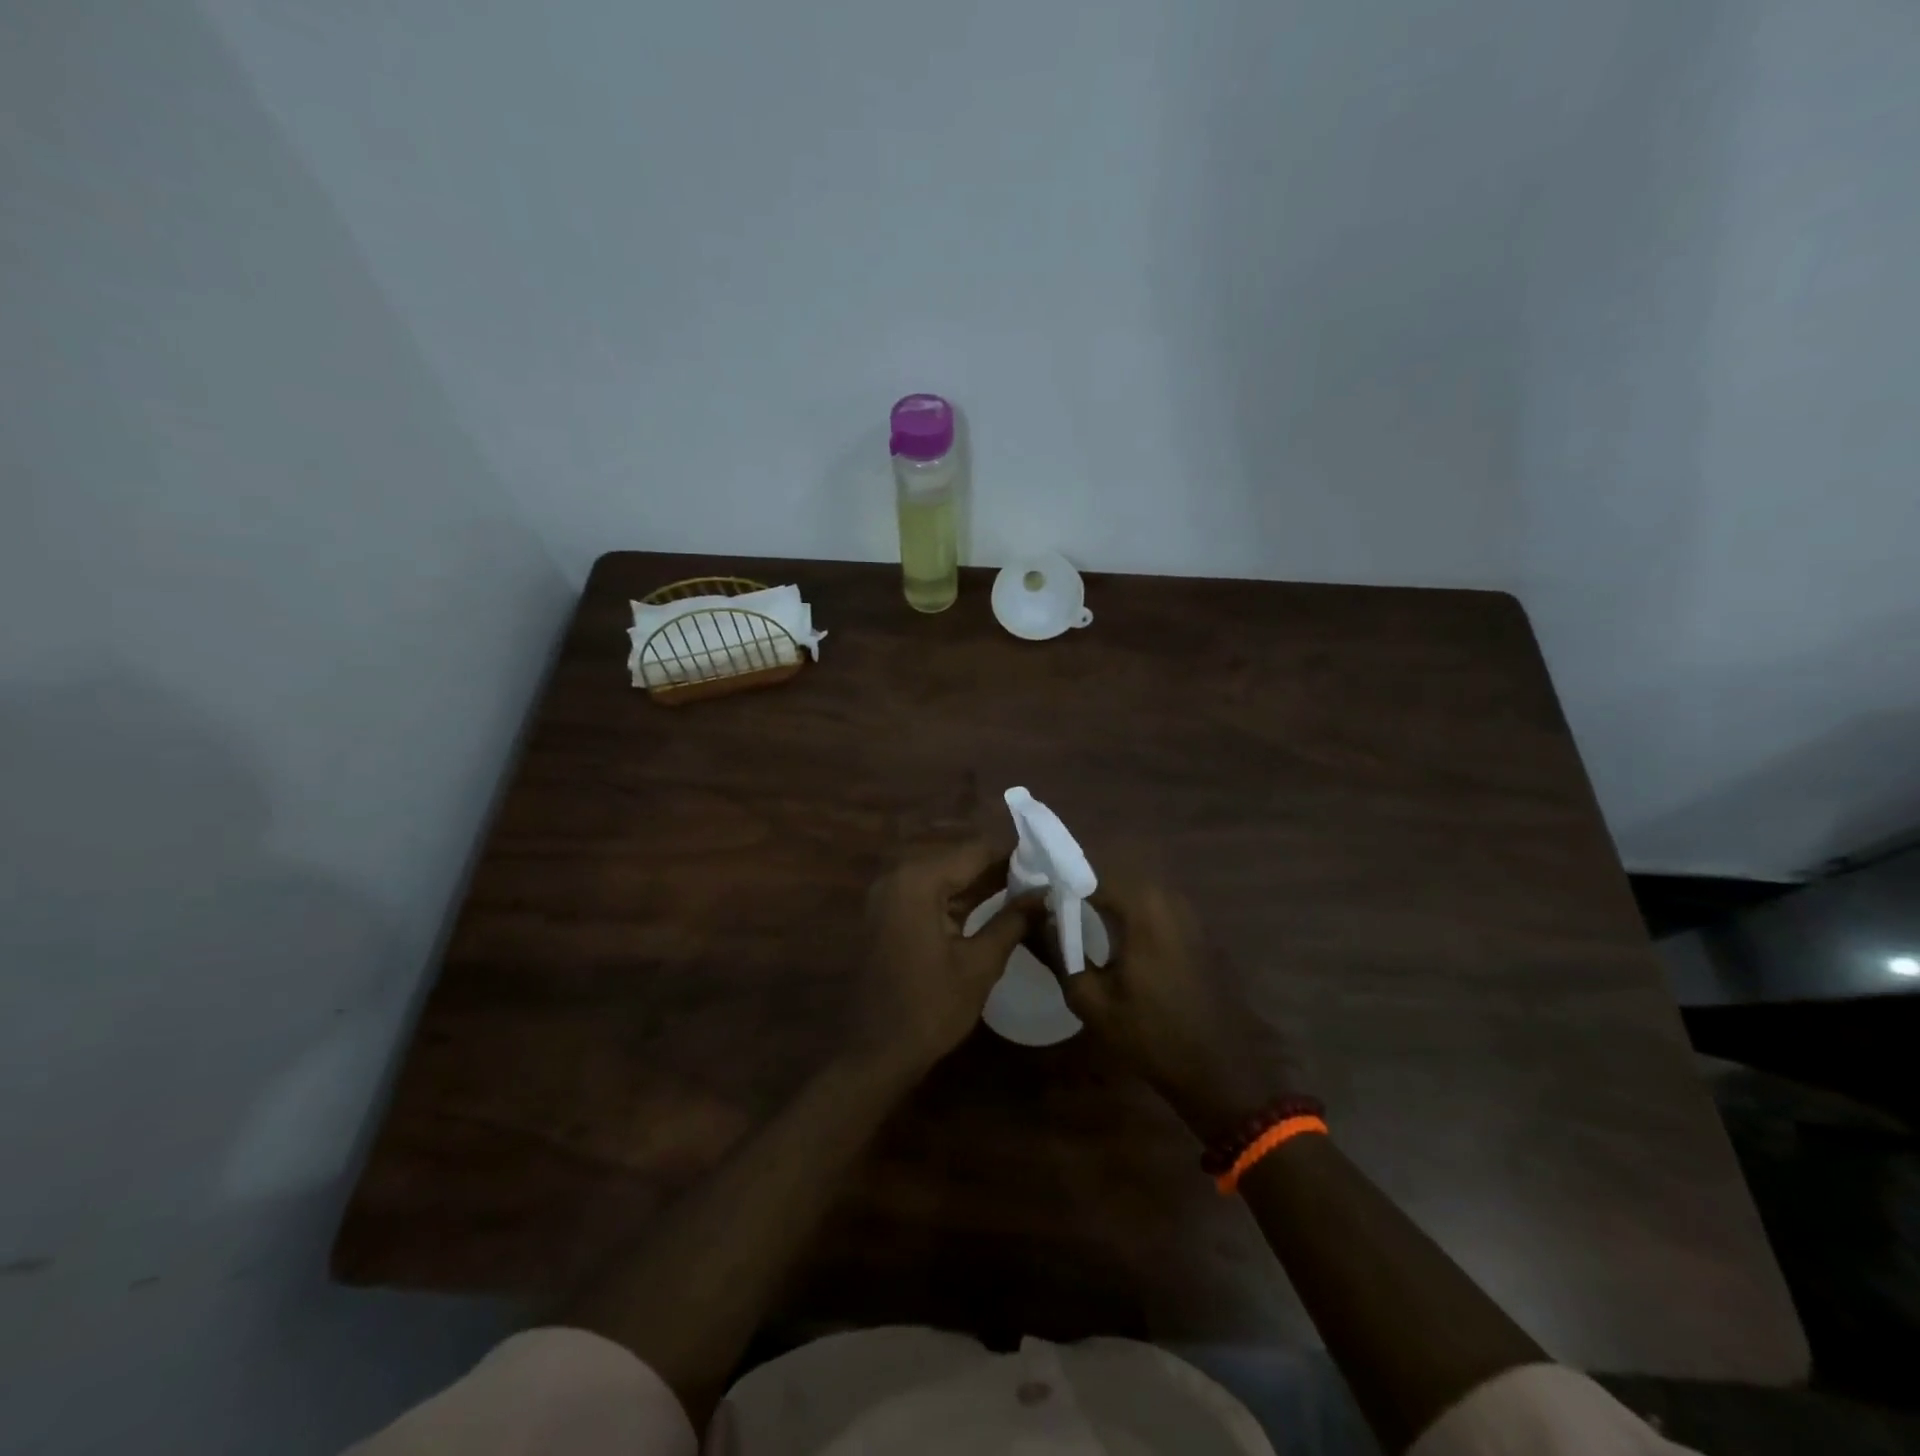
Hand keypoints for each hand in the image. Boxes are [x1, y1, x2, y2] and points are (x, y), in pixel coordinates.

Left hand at [851, 839, 1040, 1078]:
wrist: (875, 1053)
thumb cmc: (930, 1008)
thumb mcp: (980, 964)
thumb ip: (1013, 920)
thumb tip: (1045, 893)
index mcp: (918, 880)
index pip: (975, 851)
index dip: (1013, 856)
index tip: (1048, 863)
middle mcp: (898, 876)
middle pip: (957, 860)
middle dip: (999, 869)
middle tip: (1041, 879)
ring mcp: (888, 895)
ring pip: (944, 877)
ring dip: (980, 884)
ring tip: (1025, 891)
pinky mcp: (887, 914)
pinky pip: (929, 894)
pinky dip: (958, 898)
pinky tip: (991, 905)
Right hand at [1052, 870, 1281, 1141]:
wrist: (1217, 1069)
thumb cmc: (1150, 1034)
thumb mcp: (1091, 999)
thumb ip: (1059, 952)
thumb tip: (1037, 920)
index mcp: (1143, 906)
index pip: (1088, 876)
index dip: (1057, 885)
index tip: (1032, 900)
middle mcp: (1168, 897)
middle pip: (1111, 880)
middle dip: (1079, 889)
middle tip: (1048, 909)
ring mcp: (1187, 912)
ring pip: (1132, 893)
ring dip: (1103, 901)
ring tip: (1073, 920)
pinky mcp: (1195, 930)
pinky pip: (1151, 909)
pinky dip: (1126, 914)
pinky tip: (1109, 937)